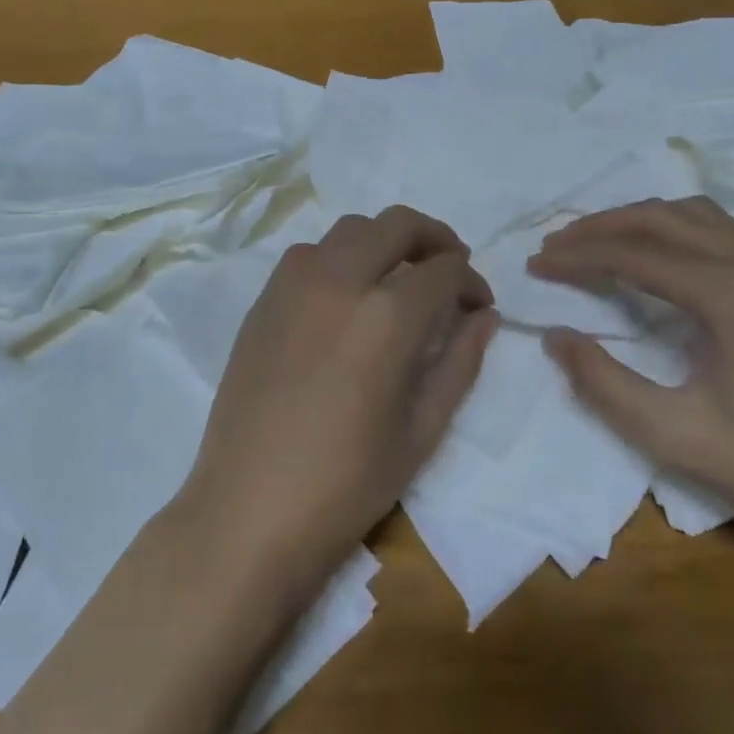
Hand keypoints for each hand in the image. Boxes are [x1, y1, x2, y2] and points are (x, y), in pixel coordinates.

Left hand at [180, 206, 496, 601]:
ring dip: (384, 240)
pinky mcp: (264, 300)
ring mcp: (293, 284)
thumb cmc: (346, 483)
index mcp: (386, 315)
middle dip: (435, 238)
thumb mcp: (421, 430)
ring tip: (399, 278)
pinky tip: (347, 297)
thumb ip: (459, 362)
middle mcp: (339, 280)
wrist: (248, 509)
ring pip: (350, 229)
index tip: (479, 304)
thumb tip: (484, 316)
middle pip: (397, 224)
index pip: (444, 269)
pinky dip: (340, 256)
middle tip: (449, 267)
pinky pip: (309, 254)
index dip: (471, 281)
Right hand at [529, 197, 733, 558]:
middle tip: (557, 245)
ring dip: (640, 221)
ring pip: (697, 216)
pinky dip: (677, 231)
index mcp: (729, 292)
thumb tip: (557, 337)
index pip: (633, 253)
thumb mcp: (677, 436)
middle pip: (662, 218)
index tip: (536, 264)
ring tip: (599, 242)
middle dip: (601, 225)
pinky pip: (725, 233)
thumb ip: (604, 384)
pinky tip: (663, 259)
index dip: (578, 255)